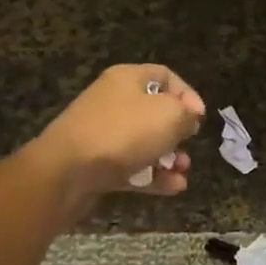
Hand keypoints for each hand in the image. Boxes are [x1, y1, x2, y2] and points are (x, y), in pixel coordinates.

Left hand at [25, 65, 205, 197]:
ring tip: (183, 172)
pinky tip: (173, 188)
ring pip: (145, 142)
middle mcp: (114, 101)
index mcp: (127, 79)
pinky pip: (132, 166)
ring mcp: (103, 134)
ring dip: (169, 158)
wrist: (66, 172)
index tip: (200, 117)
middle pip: (155, 112)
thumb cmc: (123, 133)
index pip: (165, 76)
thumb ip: (187, 113)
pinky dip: (153, 176)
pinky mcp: (97, 164)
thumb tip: (188, 118)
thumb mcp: (169, 115)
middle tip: (188, 145)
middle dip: (178, 132)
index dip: (188, 94)